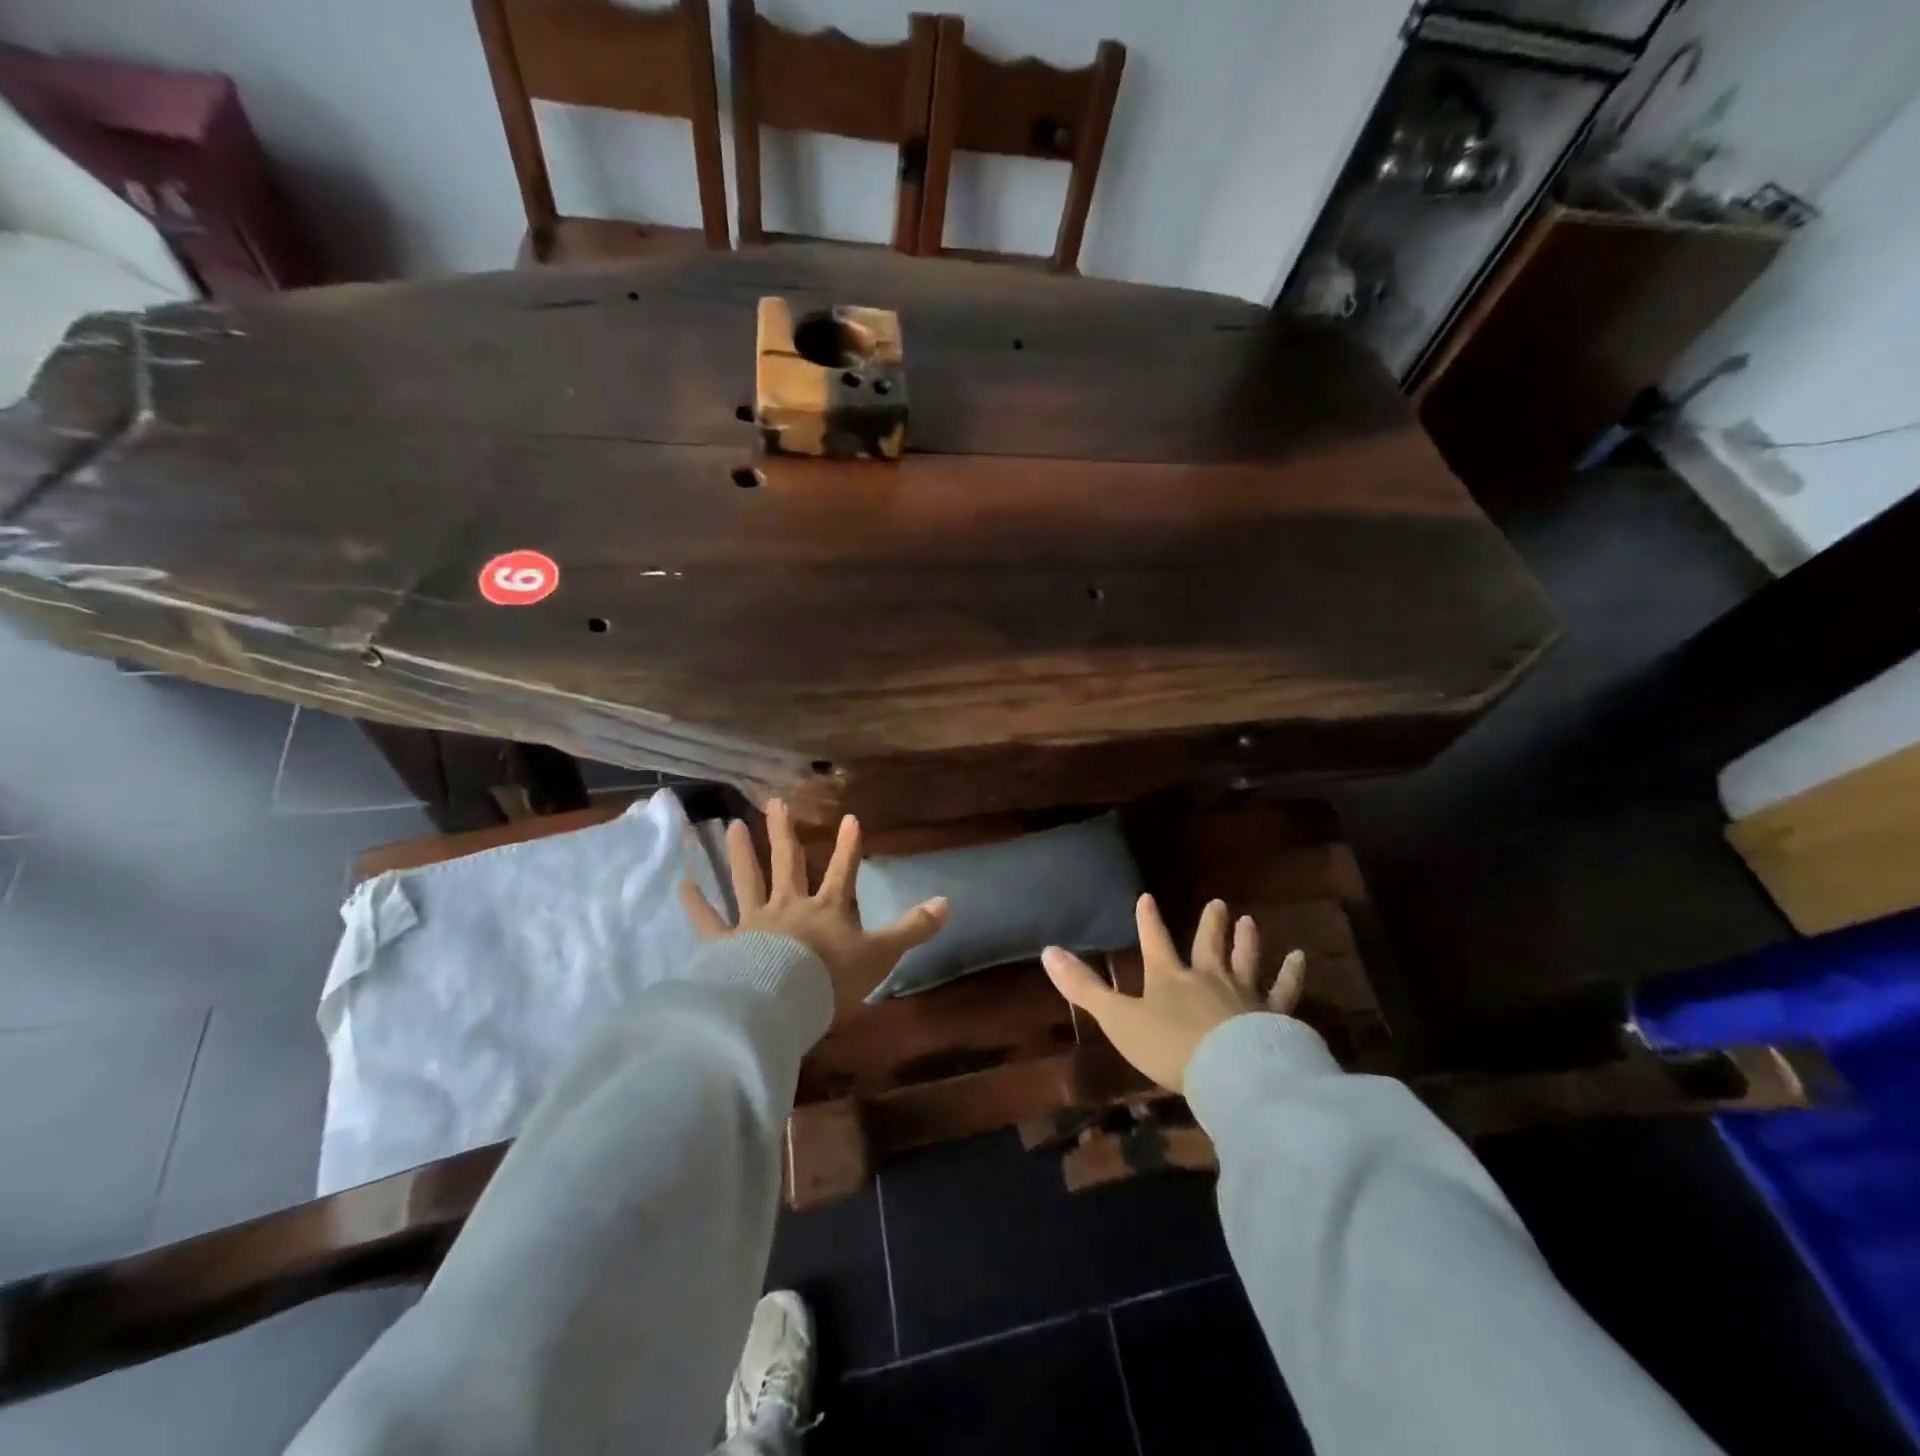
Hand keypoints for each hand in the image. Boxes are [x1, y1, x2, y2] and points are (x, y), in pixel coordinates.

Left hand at [680, 798, 948, 991]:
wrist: (783, 1002)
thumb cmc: (833, 978)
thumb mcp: (881, 954)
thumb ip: (912, 929)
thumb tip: (947, 902)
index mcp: (826, 908)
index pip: (843, 870)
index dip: (849, 845)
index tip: (851, 817)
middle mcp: (789, 906)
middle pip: (788, 863)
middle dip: (785, 833)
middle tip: (776, 802)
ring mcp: (755, 922)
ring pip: (747, 880)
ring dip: (740, 854)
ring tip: (731, 826)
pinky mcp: (726, 944)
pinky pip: (708, 921)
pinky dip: (695, 904)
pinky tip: (683, 883)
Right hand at [1043, 894, 1304, 1092]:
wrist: (1229, 1072)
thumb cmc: (1169, 1046)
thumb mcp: (1118, 1019)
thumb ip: (1084, 987)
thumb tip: (1048, 951)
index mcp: (1168, 977)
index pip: (1155, 941)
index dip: (1149, 921)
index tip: (1147, 898)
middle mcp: (1207, 977)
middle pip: (1208, 945)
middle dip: (1210, 925)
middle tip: (1219, 903)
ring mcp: (1243, 994)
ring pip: (1245, 960)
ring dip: (1246, 941)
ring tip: (1249, 920)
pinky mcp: (1273, 1015)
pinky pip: (1284, 990)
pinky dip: (1291, 974)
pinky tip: (1299, 958)